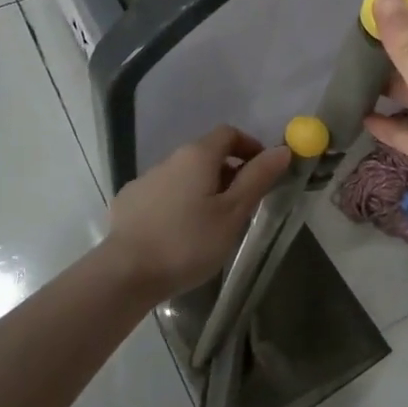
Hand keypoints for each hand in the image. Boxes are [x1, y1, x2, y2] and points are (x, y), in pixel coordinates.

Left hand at [106, 126, 290, 301]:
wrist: (125, 273)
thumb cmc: (188, 242)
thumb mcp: (233, 213)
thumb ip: (258, 178)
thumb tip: (282, 149)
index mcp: (197, 156)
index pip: (228, 133)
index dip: (250, 146)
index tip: (263, 171)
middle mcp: (169, 159)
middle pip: (205, 154)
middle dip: (228, 172)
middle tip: (242, 206)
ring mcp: (144, 180)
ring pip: (183, 176)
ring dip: (202, 189)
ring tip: (210, 225)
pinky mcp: (128, 202)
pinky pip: (162, 194)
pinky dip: (177, 204)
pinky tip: (177, 233)